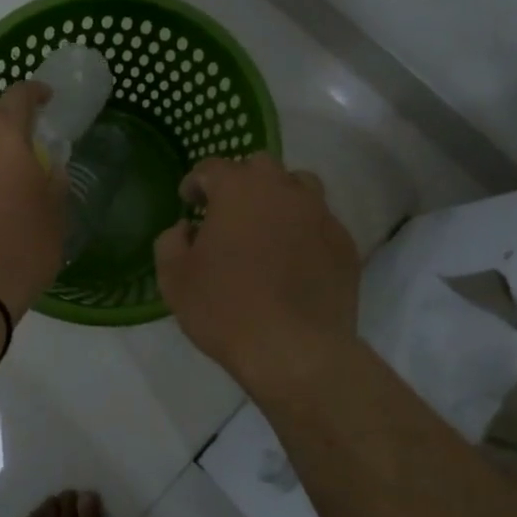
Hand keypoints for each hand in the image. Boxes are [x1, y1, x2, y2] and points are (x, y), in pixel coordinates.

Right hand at [154, 153, 360, 389]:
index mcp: (238, 189)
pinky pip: (321, 223)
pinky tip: (295, 260)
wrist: (295, 350)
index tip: (189, 201)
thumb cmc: (225, 309)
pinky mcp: (345, 244)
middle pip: (260, 166)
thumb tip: (186, 229)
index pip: (212, 168)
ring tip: (268, 227)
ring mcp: (320, 215)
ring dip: (279, 198)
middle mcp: (283, 190)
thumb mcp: (174, 278)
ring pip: (300, 187)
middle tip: (228, 211)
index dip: (196, 182)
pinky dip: (304, 231)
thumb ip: (171, 242)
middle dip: (241, 181)